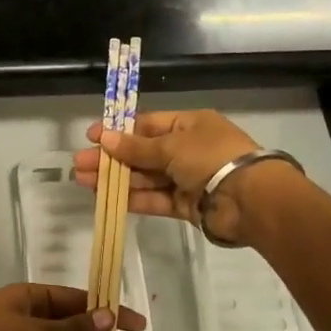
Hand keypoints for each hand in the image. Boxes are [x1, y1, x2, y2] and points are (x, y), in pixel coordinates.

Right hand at [73, 110, 285, 246]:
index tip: (92, 137)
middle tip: (79, 164)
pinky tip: (108, 198)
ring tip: (84, 181)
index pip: (147, 125)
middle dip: (111, 158)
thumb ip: (136, 147)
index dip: (119, 131)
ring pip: (145, 177)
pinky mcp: (187, 206)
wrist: (250, 200)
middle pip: (142, 153)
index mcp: (189, 125)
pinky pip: (156, 199)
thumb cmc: (211, 158)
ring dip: (116, 179)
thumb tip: (105, 138)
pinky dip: (134, 198)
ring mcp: (187, 179)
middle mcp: (187, 149)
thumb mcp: (171, 146)